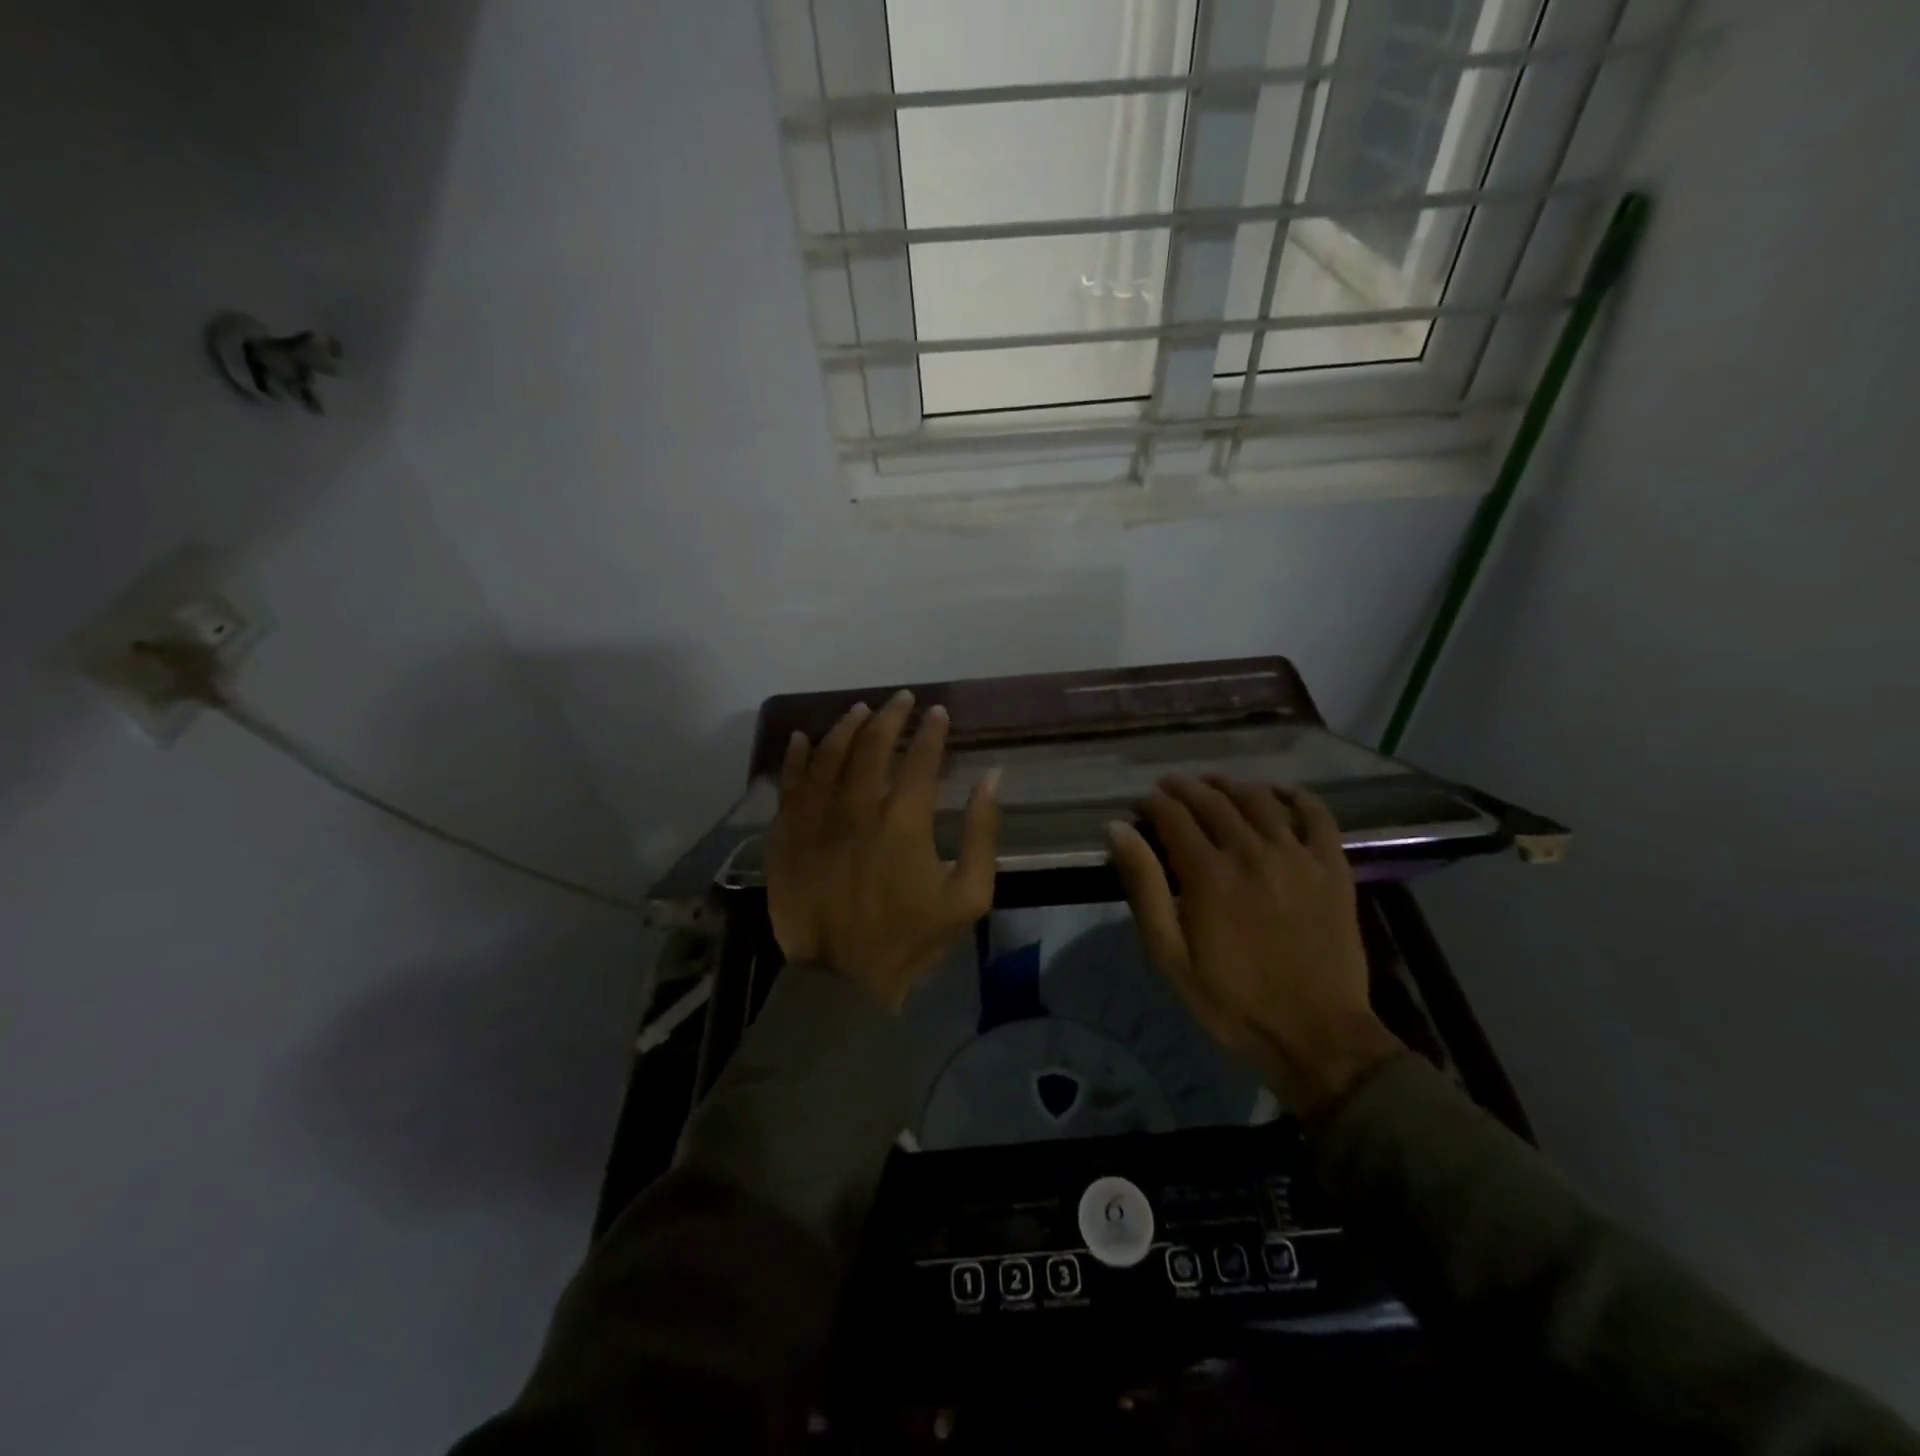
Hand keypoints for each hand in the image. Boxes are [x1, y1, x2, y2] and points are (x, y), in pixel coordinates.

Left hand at [767, 690, 1000, 1011]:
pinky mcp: (785, 837)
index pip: (920, 759)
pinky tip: (804, 738)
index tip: (938, 712)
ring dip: (846, 727)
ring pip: (827, 756)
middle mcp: (855, 810)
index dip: (932, 731)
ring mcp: (814, 821)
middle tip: (901, 700)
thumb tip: (992, 779)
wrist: (841, 981)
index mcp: (903, 823)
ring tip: (860, 711)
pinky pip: (788, 786)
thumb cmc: (910, 940)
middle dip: (890, 716)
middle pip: (871, 746)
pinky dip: (796, 757)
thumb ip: (983, 834)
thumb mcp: (969, 897)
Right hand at [1107, 777, 1401, 1118]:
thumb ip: (1144, 887)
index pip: (1174, 816)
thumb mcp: (1169, 955)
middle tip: (1170, 787)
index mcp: (1209, 873)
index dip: (1154, 803)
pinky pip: (1317, 815)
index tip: (1142, 804)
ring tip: (1214, 785)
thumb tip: (1117, 829)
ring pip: (1260, 800)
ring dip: (1231, 785)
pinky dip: (1296, 795)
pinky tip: (1279, 792)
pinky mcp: (1333, 868)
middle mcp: (1252, 852)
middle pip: (1214, 801)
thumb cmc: (1232, 1001)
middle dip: (1186, 788)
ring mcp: (1298, 856)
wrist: (1317, 1037)